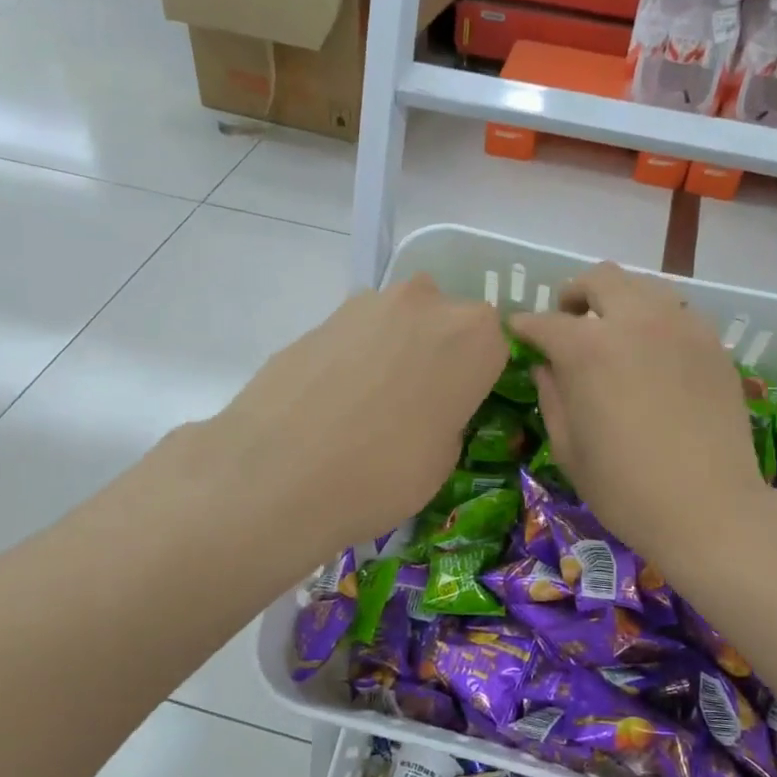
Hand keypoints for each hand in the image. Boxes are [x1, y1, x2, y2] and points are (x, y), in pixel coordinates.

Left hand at [193, 274, 506, 568]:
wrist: (280, 473)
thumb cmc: (385, 474)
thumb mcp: (445, 458)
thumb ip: (451, 414)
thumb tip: (432, 407)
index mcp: (474, 336)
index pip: (496, 345)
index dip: (479, 377)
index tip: (464, 406)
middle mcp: (427, 303)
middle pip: (446, 323)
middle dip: (438, 354)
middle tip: (418, 404)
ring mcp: (368, 304)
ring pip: (399, 323)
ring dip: (395, 351)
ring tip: (370, 405)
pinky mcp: (321, 317)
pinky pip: (357, 336)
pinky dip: (355, 359)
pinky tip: (334, 401)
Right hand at [510, 262, 769, 575]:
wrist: (710, 509)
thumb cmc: (626, 489)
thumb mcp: (568, 449)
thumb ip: (552, 397)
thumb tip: (547, 368)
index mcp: (588, 349)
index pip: (545, 322)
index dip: (525, 326)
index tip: (518, 332)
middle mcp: (635, 321)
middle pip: (600, 278)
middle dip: (574, 294)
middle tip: (569, 321)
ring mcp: (681, 327)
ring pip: (644, 287)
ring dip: (619, 301)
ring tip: (614, 333)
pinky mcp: (713, 343)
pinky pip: (678, 312)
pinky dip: (656, 320)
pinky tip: (654, 353)